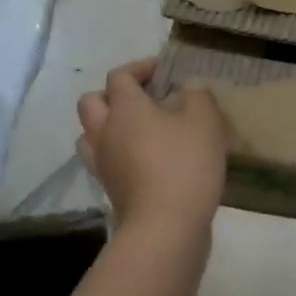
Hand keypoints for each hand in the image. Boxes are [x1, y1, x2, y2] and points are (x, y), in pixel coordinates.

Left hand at [77, 59, 228, 245]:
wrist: (165, 227)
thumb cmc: (184, 164)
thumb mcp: (204, 120)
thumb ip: (197, 95)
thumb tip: (188, 89)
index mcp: (125, 107)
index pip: (120, 76)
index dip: (140, 68)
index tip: (165, 72)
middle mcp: (105, 131)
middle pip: (92, 102)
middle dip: (114, 95)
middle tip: (144, 99)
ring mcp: (102, 163)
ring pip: (90, 134)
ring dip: (108, 125)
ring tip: (138, 130)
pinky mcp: (110, 189)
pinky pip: (103, 161)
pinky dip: (116, 154)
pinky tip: (142, 159)